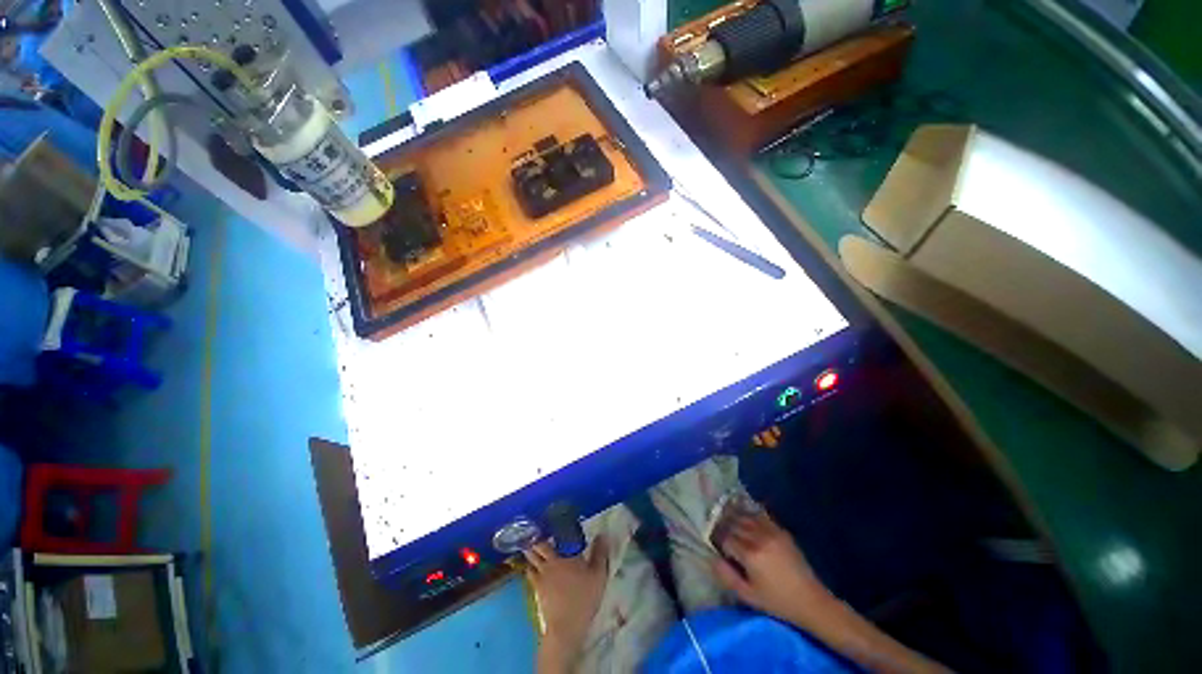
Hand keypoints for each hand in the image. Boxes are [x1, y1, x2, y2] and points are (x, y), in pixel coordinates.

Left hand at [526, 538, 608, 671]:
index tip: (546, 524)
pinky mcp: (537, 591)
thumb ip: (600, 553)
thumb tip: (602, 534)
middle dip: (535, 540)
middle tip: (536, 534)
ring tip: (531, 547)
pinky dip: (530, 568)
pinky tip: (533, 568)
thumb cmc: (584, 597)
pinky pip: (530, 575)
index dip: (547, 531)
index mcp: (563, 556)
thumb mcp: (598, 574)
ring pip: (531, 560)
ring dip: (530, 553)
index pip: (551, 539)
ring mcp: (541, 578)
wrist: (567, 626)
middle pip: (536, 548)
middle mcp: (549, 563)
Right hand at [712, 510, 832, 628]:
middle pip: (734, 524)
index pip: (725, 538)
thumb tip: (712, 558)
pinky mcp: (781, 531)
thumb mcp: (748, 596)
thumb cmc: (777, 602)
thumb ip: (727, 576)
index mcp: (750, 555)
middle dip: (724, 526)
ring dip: (735, 517)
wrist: (810, 600)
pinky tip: (745, 514)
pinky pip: (761, 516)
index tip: (715, 543)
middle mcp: (759, 538)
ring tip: (727, 518)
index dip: (717, 540)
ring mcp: (771, 532)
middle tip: (718, 529)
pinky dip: (750, 513)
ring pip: (746, 517)